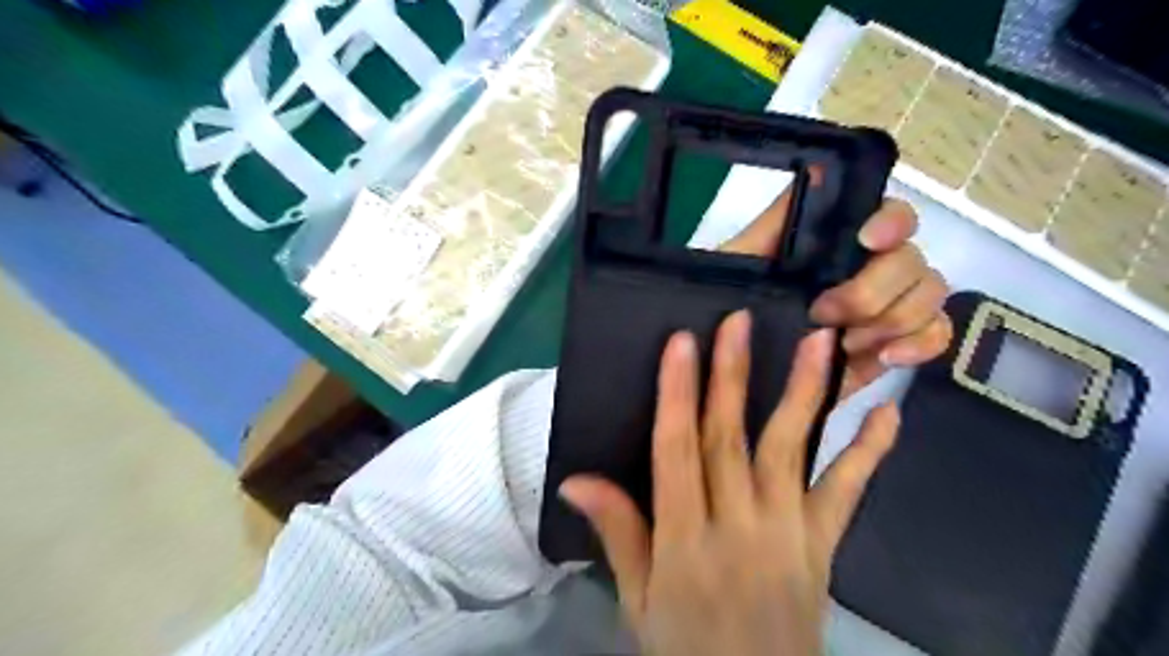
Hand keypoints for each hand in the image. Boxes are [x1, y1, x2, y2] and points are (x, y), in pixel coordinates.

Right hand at [562, 314, 895, 654]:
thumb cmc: (684, 645)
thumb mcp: (637, 597)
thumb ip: (616, 531)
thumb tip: (574, 479)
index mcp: (684, 539)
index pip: (676, 452)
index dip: (677, 395)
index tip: (681, 344)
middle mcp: (737, 526)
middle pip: (731, 440)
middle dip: (731, 377)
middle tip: (738, 322)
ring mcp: (788, 533)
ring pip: (792, 451)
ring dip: (805, 394)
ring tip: (819, 343)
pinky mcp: (823, 545)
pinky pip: (847, 493)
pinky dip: (868, 452)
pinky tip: (889, 412)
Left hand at [723, 187, 946, 396]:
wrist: (739, 363)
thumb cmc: (735, 305)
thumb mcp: (741, 262)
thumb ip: (776, 221)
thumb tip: (818, 167)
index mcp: (840, 243)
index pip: (891, 215)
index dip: (891, 222)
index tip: (867, 240)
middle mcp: (873, 267)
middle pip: (912, 261)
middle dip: (872, 290)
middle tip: (823, 314)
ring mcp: (890, 306)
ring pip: (930, 295)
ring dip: (893, 320)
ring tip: (845, 343)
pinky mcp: (895, 344)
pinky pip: (937, 335)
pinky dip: (921, 344)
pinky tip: (887, 356)